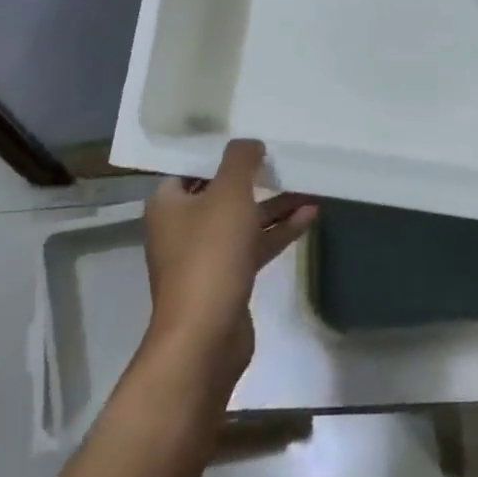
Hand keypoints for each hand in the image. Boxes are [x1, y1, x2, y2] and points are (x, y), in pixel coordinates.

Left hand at [141, 139, 316, 398]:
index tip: (251, 138)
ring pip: (242, 220)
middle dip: (254, 178)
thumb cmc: (210, 255)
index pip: (194, 167)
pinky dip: (278, 231)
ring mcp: (204, 256)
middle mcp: (181, 227)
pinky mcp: (226, 280)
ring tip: (309, 186)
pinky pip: (253, 245)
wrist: (205, 337)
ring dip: (274, 205)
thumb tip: (249, 142)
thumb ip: (240, 160)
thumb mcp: (228, 194)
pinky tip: (309, 216)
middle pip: (221, 193)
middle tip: (282, 158)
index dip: (222, 152)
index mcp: (168, 204)